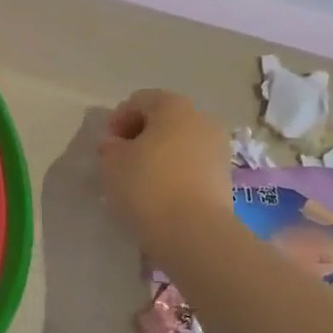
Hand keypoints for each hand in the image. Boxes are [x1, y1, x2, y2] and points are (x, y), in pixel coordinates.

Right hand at [99, 89, 231, 248]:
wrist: (194, 231)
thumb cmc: (147, 184)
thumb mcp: (112, 162)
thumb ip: (110, 147)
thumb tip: (117, 145)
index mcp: (173, 105)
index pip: (138, 101)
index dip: (118, 120)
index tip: (106, 148)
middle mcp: (201, 119)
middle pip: (163, 120)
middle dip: (141, 137)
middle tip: (121, 161)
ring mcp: (218, 148)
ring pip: (180, 144)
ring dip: (159, 156)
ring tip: (140, 181)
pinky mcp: (225, 177)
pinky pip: (192, 166)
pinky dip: (176, 174)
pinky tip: (160, 195)